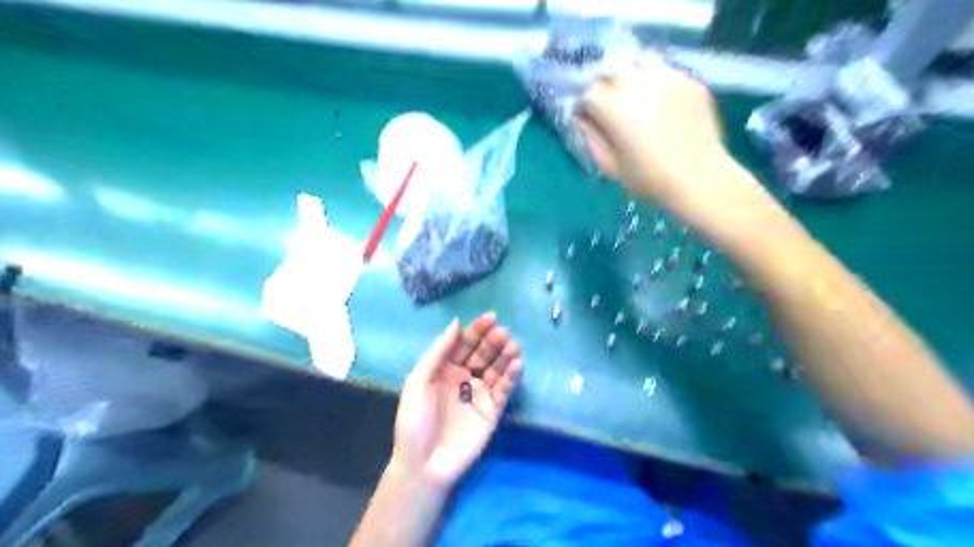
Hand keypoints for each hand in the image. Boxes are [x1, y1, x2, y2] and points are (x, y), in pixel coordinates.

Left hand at [392, 314, 524, 489]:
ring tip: (513, 346)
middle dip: (493, 342)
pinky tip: (517, 364)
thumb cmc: (415, 421)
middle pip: (483, 353)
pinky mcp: (493, 410)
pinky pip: (504, 389)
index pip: (464, 343)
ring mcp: (480, 393)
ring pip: (496, 369)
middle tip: (503, 333)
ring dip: (506, 356)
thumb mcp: (418, 382)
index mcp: (444, 368)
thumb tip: (457, 322)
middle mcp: (464, 377)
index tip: (490, 317)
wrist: (424, 465)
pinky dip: (512, 377)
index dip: (477, 330)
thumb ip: (438, 352)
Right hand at [573, 54, 746, 208]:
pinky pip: (663, 68)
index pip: (587, 90)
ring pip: (637, 60)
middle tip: (605, 104)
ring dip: (627, 73)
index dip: (582, 102)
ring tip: (630, 93)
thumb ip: (591, 137)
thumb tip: (581, 118)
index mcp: (615, 107)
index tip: (584, 115)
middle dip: (602, 84)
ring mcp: (667, 77)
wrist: (700, 179)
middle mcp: (639, 83)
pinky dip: (652, 78)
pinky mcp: (688, 80)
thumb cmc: (650, 178)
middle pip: (610, 68)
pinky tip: (656, 99)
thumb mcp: (610, 165)